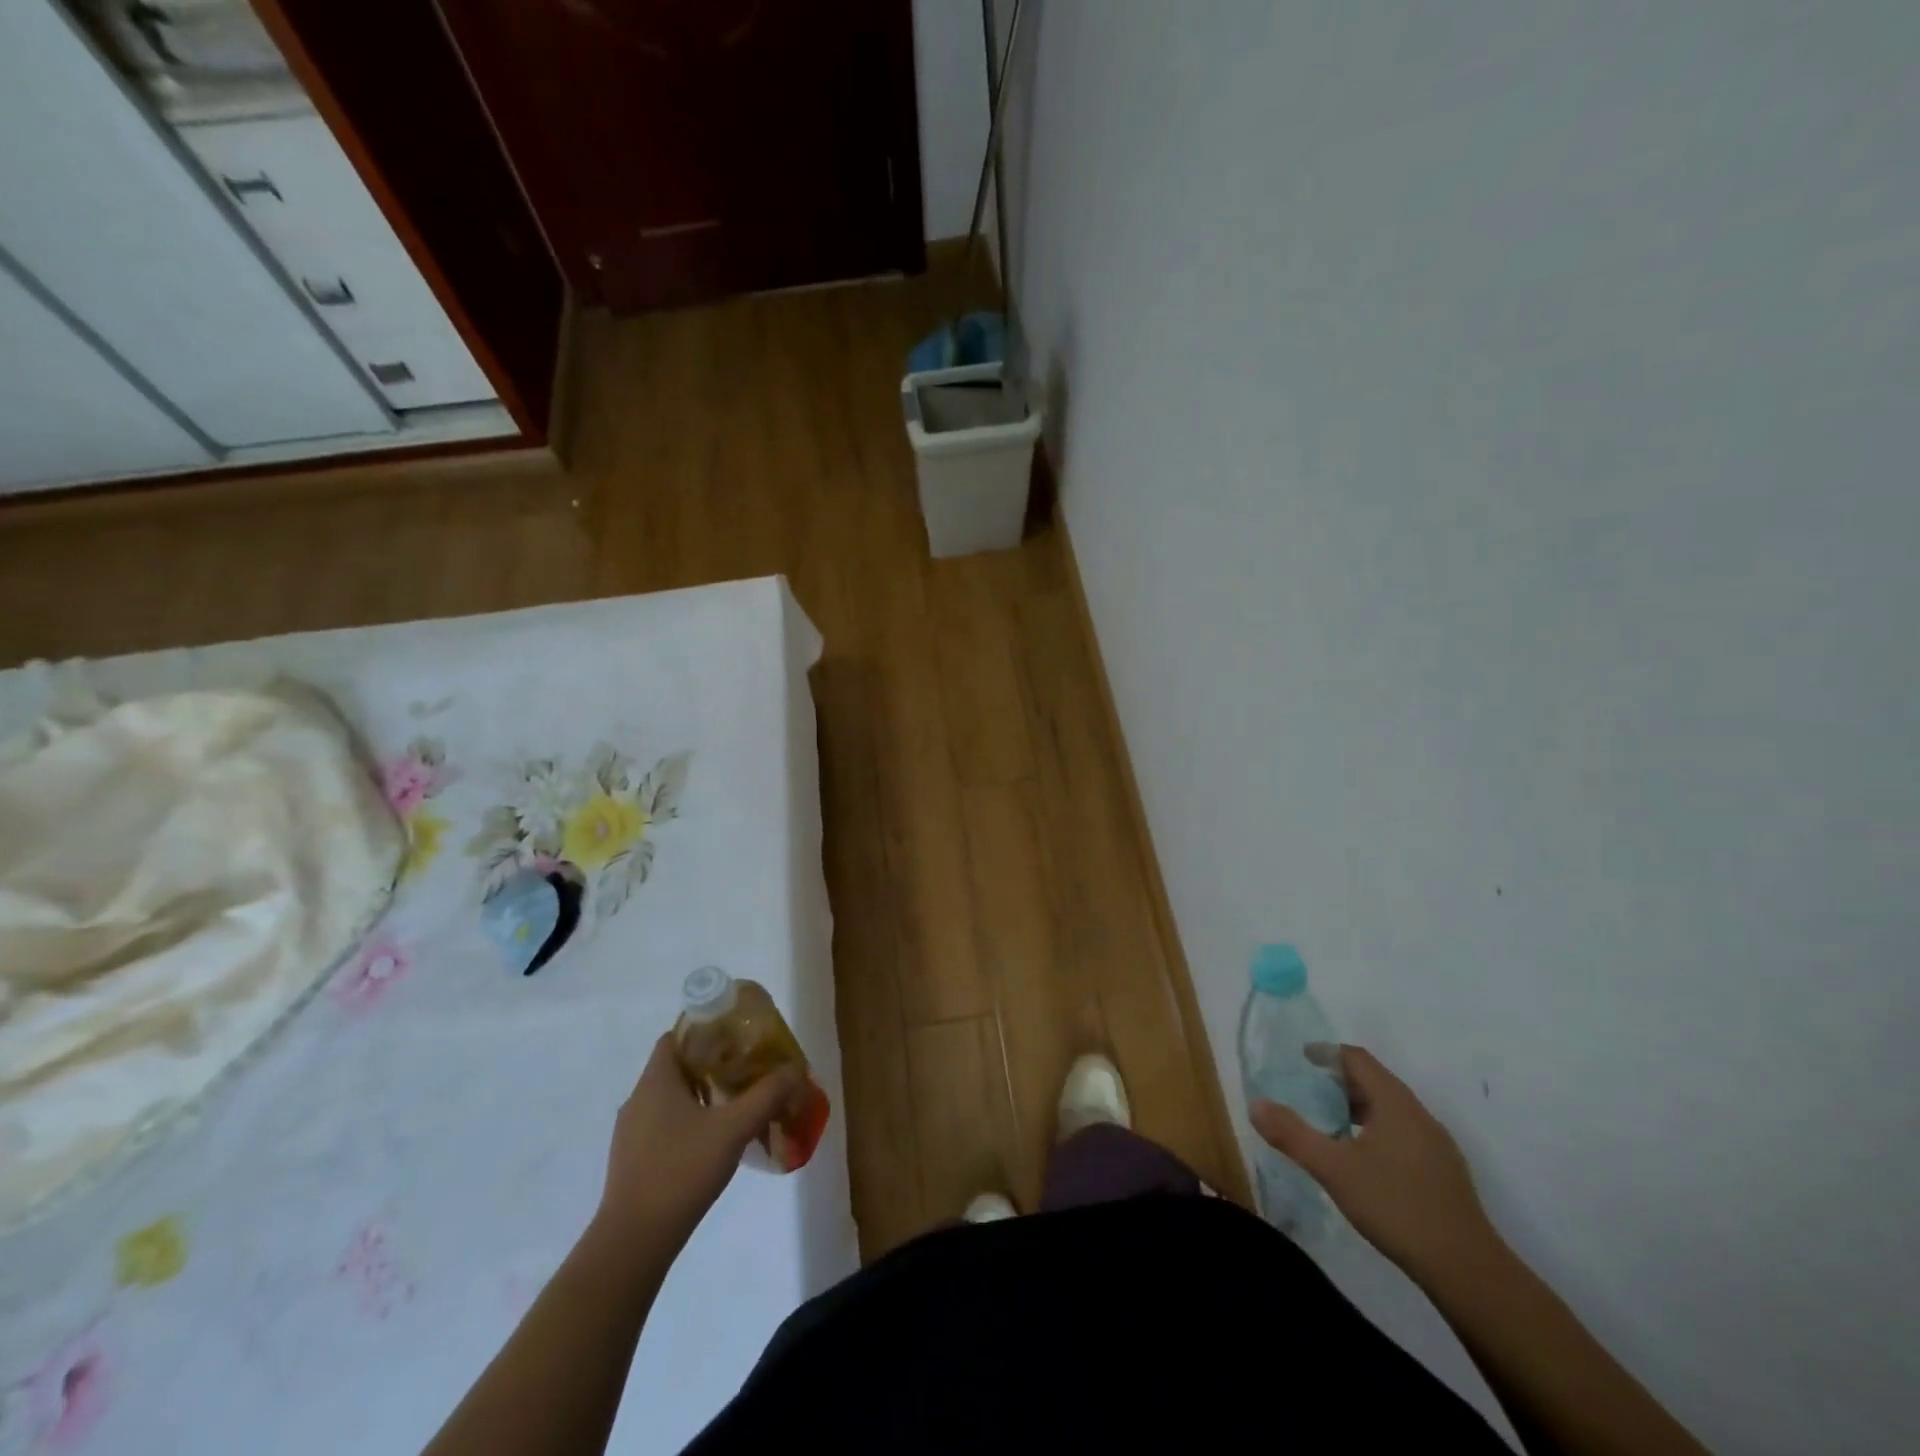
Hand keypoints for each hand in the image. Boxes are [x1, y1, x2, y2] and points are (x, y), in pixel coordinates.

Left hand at [592, 1034, 802, 1253]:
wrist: (633, 1243)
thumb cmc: (681, 1171)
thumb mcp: (734, 1128)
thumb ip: (767, 1095)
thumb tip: (795, 1068)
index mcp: (656, 1081)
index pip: (675, 1037)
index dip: (705, 1031)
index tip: (736, 1039)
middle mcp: (638, 1099)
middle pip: (676, 1067)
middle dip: (711, 1065)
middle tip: (745, 1071)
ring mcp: (630, 1133)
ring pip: (670, 1099)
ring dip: (701, 1096)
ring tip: (736, 1105)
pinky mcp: (632, 1161)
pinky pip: (663, 1126)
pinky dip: (688, 1123)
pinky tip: (713, 1143)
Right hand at [1251, 1045, 1500, 1281]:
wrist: (1467, 1270)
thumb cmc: (1396, 1206)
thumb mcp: (1333, 1169)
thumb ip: (1292, 1134)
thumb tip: (1255, 1104)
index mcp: (1394, 1103)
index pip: (1357, 1058)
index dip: (1327, 1053)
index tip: (1301, 1059)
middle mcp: (1419, 1114)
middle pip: (1375, 1081)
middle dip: (1339, 1081)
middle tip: (1308, 1093)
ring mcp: (1436, 1144)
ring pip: (1390, 1109)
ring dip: (1358, 1108)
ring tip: (1330, 1126)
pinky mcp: (1444, 1172)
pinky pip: (1403, 1133)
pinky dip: (1376, 1131)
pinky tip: (1363, 1160)